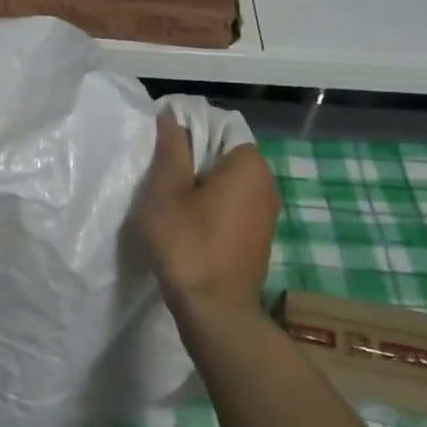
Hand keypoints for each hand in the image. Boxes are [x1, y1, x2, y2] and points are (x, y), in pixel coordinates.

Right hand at [134, 114, 279, 318]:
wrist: (215, 312)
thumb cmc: (187, 242)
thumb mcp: (167, 190)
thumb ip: (171, 148)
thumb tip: (172, 114)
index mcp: (250, 164)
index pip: (219, 127)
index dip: (188, 131)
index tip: (161, 148)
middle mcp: (267, 183)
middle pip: (224, 155)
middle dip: (193, 160)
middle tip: (160, 176)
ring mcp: (267, 214)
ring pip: (227, 183)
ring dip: (200, 187)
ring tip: (169, 202)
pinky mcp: (259, 239)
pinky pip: (233, 207)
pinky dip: (211, 208)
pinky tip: (187, 225)